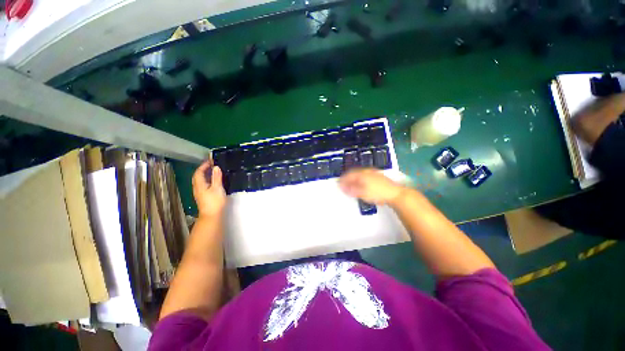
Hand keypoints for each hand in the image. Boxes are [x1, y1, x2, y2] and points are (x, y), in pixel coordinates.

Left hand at [192, 161, 226, 217]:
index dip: (204, 165)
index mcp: (199, 184)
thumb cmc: (214, 201)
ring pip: (200, 181)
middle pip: (198, 176)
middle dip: (204, 169)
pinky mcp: (203, 196)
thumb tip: (216, 167)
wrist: (212, 216)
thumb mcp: (217, 188)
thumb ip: (216, 177)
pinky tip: (214, 181)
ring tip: (214, 171)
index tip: (211, 161)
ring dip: (205, 174)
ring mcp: (199, 193)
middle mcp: (197, 188)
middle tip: (212, 165)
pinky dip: (208, 180)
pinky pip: (203, 185)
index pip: (199, 172)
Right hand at [339, 168, 403, 204]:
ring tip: (351, 184)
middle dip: (348, 178)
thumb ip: (352, 189)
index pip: (349, 175)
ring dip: (354, 178)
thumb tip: (343, 187)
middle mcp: (367, 171)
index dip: (343, 179)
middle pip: (354, 173)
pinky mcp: (378, 176)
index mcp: (362, 174)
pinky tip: (361, 183)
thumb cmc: (378, 193)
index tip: (339, 184)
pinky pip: (365, 175)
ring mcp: (373, 173)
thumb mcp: (362, 193)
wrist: (395, 194)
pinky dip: (360, 179)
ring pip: (360, 173)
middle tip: (344, 184)